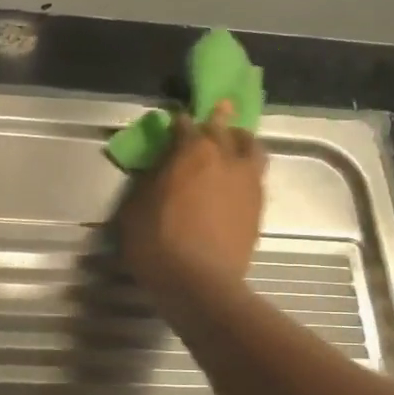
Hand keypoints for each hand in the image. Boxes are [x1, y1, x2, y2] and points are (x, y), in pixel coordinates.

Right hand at [117, 103, 265, 306]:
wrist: (200, 283)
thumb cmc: (157, 244)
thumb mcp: (134, 209)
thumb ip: (149, 181)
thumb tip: (158, 168)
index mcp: (192, 152)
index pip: (185, 125)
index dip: (178, 123)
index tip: (174, 123)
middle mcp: (225, 158)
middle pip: (224, 128)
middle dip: (217, 119)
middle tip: (218, 111)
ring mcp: (247, 182)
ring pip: (251, 147)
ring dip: (241, 140)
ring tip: (236, 143)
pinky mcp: (259, 207)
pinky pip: (257, 176)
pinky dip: (248, 170)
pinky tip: (239, 179)